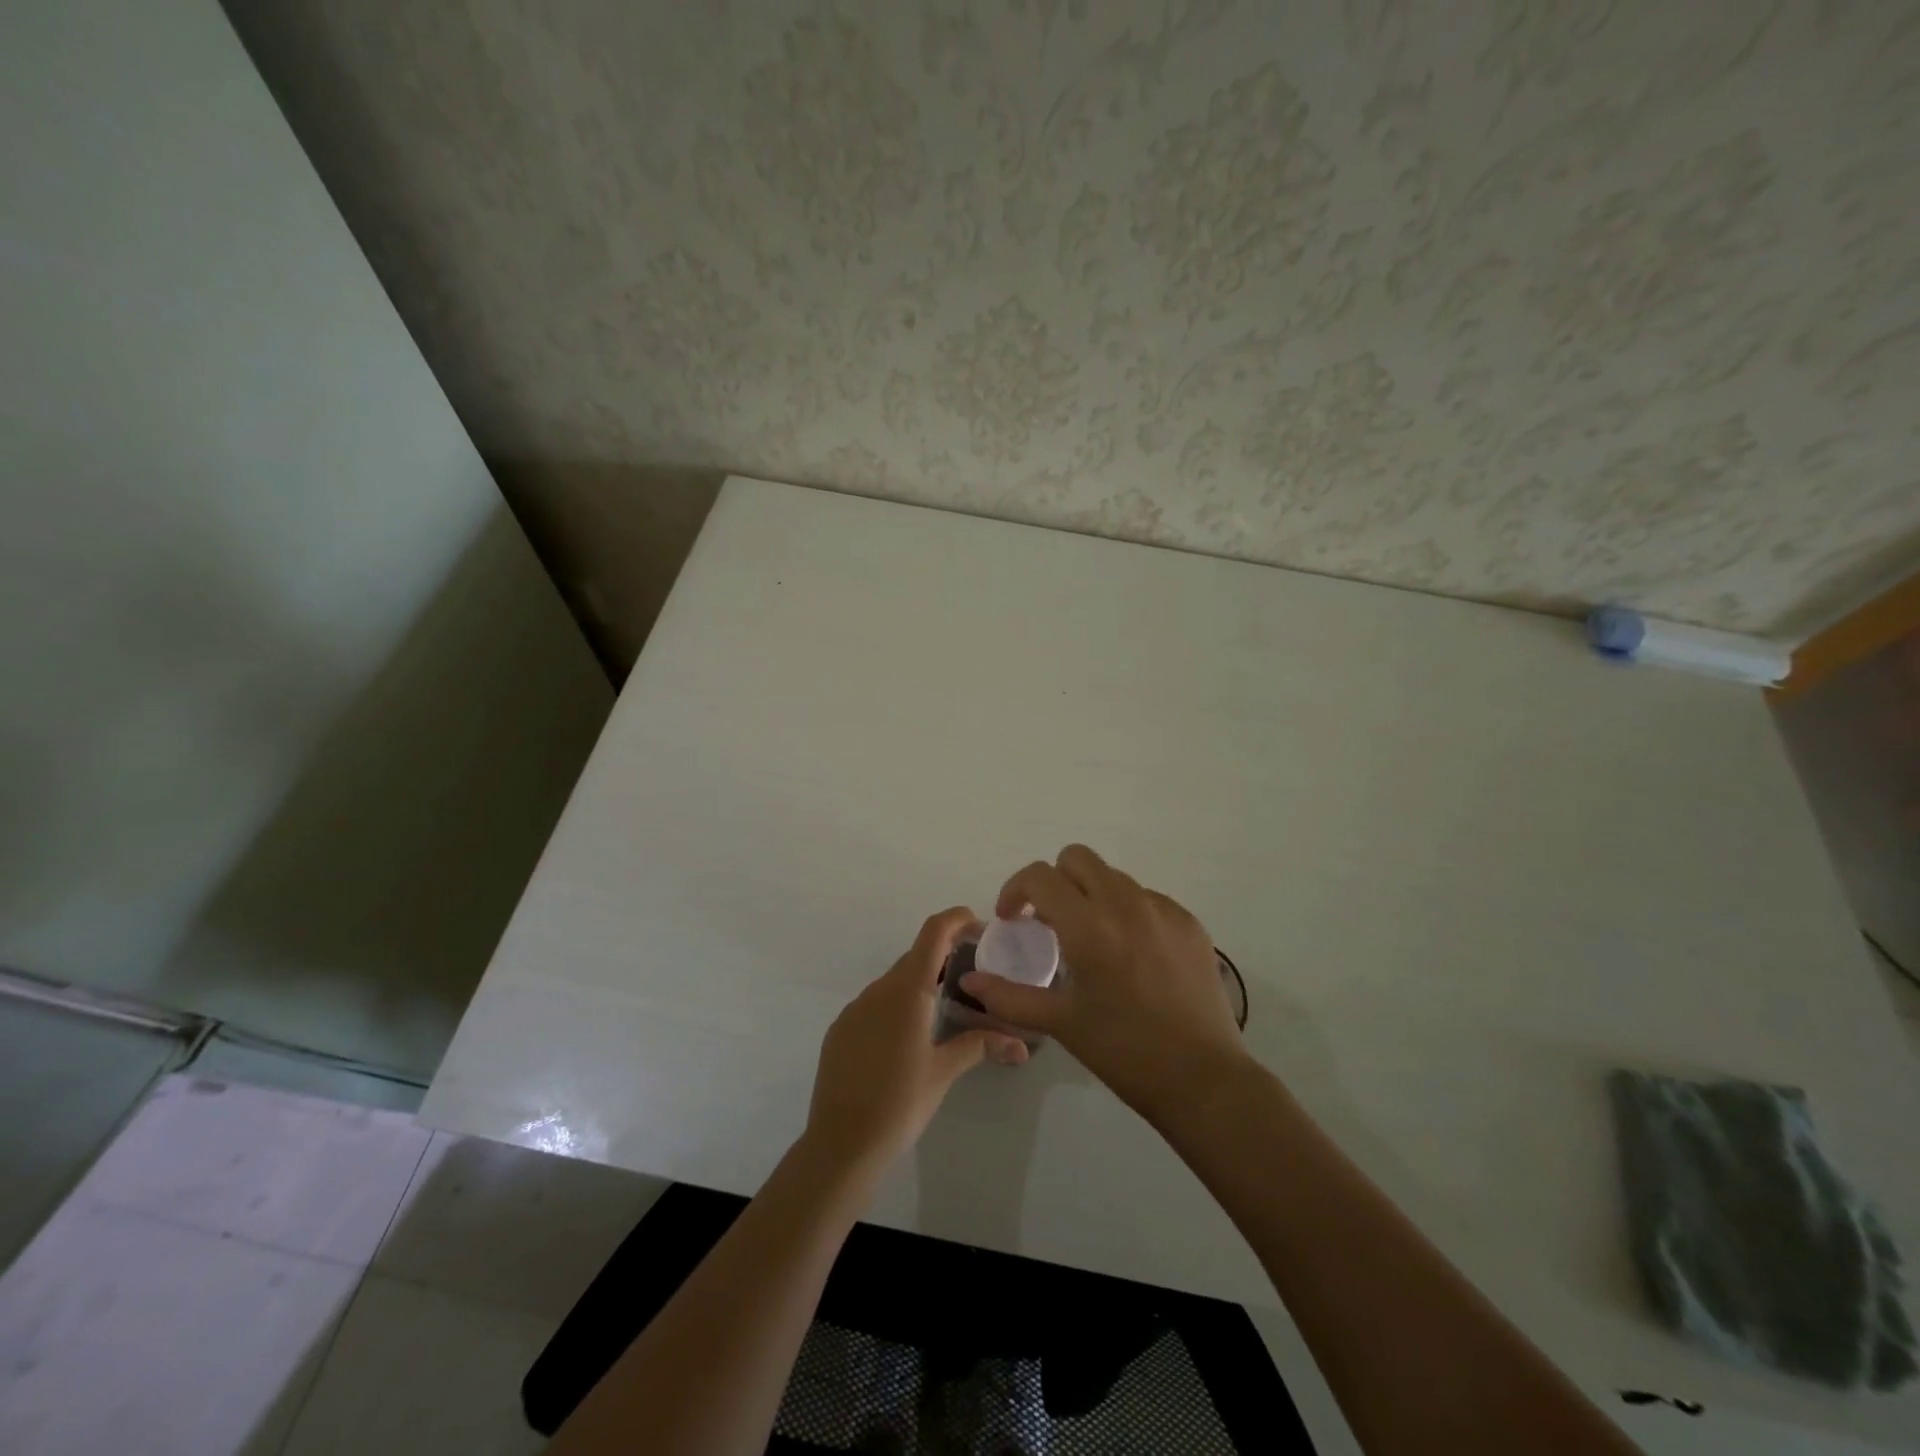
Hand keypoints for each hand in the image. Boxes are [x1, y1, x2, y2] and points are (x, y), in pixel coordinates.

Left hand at [803, 907, 1028, 1180]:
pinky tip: (906, 1039)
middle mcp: (878, 990)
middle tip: (972, 975)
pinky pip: (874, 1004)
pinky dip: (895, 1006)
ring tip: (943, 1010)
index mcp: (907, 991)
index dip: (955, 919)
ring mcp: (855, 1009)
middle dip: (943, 957)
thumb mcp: (944, 1071)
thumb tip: (1020, 1043)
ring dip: (919, 984)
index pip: (933, 934)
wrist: (841, 1144)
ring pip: (893, 982)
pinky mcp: (841, 1029)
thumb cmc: (900, 1103)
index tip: (977, 923)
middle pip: (915, 957)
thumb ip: (979, 1045)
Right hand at [960, 845, 1246, 1123]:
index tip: (1013, 920)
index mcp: (1089, 926)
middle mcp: (1125, 904)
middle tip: (1049, 921)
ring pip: (1113, 877)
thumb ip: (1009, 996)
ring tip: (1093, 941)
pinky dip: (1127, 912)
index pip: (1040, 875)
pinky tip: (1132, 955)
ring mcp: (1163, 909)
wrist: (1203, 1079)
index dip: (1016, 890)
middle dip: (1054, 881)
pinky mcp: (1189, 922)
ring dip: (1091, 895)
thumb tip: (969, 981)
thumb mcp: (1061, 1023)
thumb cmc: (1124, 1052)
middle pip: (1077, 858)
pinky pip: (1147, 898)